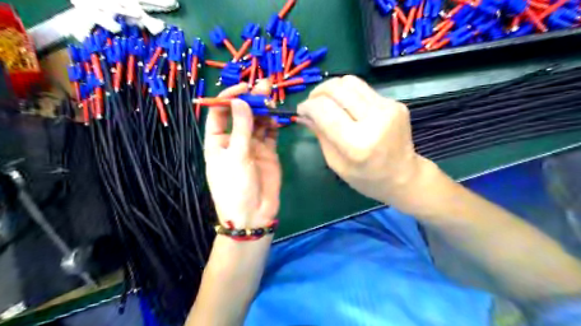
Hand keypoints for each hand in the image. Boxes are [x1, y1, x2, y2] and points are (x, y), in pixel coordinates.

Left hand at [203, 81, 280, 228]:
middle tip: (264, 85)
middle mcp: (235, 140)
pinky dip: (274, 124)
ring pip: (258, 122)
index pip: (220, 113)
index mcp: (218, 141)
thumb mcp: (236, 156)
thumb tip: (241, 101)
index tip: (243, 89)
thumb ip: (241, 128)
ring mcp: (252, 145)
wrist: (254, 214)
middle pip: (241, 114)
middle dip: (251, 100)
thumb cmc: (235, 187)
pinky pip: (270, 134)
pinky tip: (277, 117)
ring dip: (264, 110)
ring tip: (272, 98)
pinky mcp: (268, 152)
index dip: (229, 98)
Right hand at [297, 75, 437, 215]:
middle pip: (337, 88)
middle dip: (318, 92)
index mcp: (357, 144)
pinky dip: (349, 95)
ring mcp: (388, 108)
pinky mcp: (395, 103)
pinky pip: (364, 89)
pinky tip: (347, 108)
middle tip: (312, 103)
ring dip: (332, 88)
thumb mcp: (336, 163)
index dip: (307, 106)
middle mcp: (374, 120)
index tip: (301, 110)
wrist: (404, 177)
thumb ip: (320, 135)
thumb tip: (304, 114)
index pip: (324, 110)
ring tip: (327, 101)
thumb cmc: (366, 178)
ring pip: (350, 81)